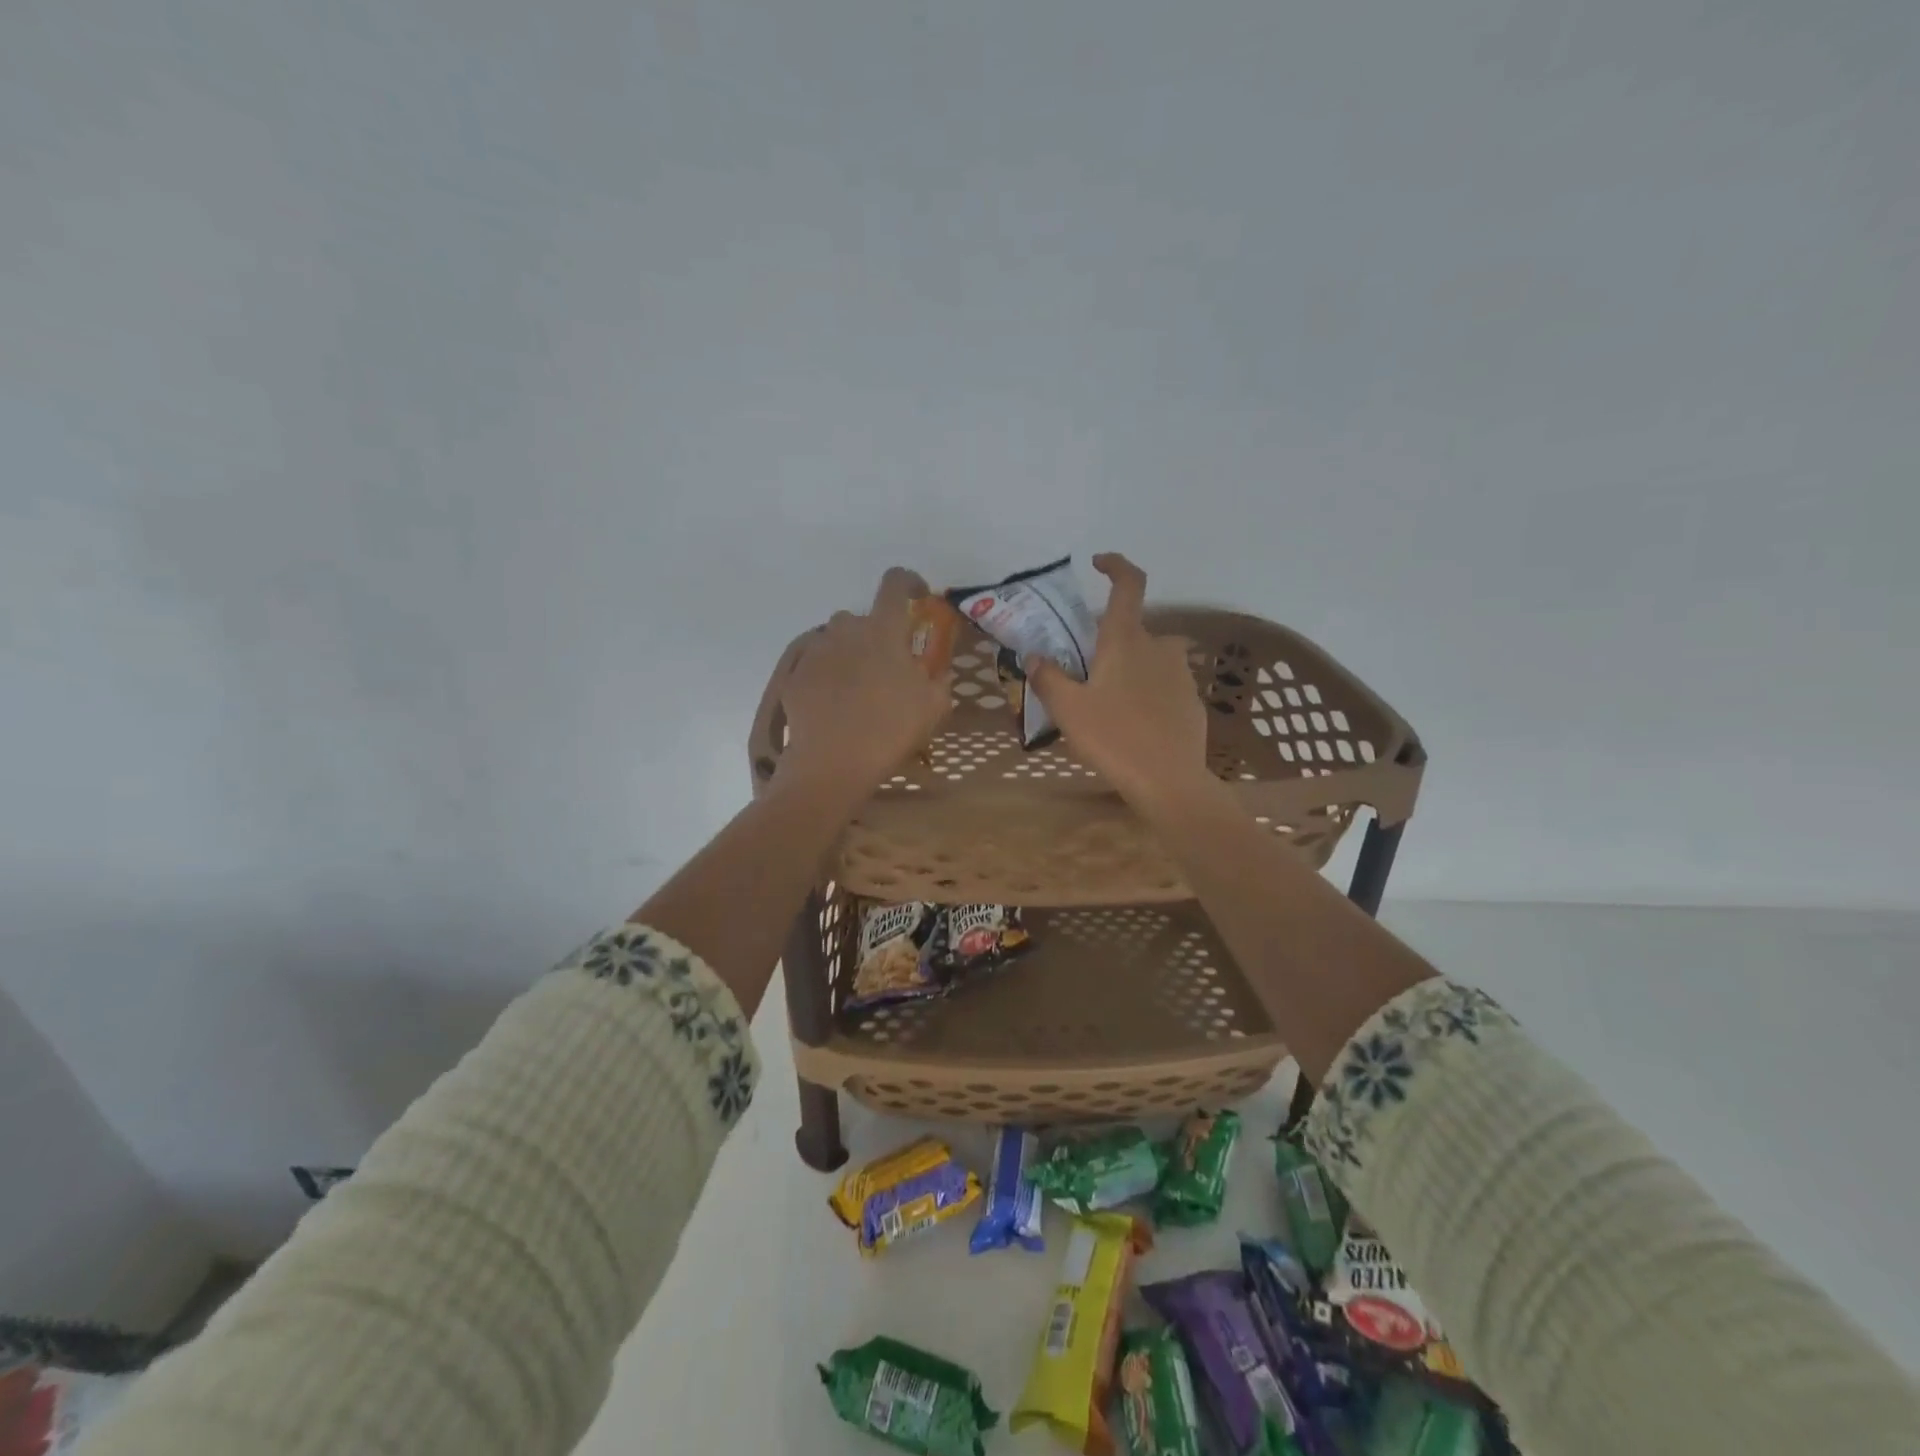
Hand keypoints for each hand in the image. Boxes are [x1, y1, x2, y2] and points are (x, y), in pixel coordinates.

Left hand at [779, 568, 953, 794]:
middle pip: (863, 618)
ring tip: (857, 688)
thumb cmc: (890, 731)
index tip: (916, 596)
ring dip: (849, 653)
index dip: (908, 582)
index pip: (895, 583)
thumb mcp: (933, 707)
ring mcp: (815, 650)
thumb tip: (937, 669)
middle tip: (886, 668)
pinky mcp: (795, 673)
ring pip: (836, 639)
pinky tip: (834, 704)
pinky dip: (827, 675)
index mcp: (883, 630)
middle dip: (876, 635)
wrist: (831, 763)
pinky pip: (815, 663)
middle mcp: (846, 629)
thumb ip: (938, 679)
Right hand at [1028, 553, 1215, 813]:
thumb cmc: (1114, 738)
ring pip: (1150, 658)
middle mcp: (1158, 647)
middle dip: (1110, 642)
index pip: (1129, 584)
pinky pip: (1164, 686)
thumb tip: (1034, 657)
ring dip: (1130, 668)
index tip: (1098, 563)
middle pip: (1133, 630)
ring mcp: (1180, 674)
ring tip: (1108, 701)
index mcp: (1126, 640)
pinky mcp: (1191, 701)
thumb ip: (1048, 678)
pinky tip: (1133, 724)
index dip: (1116, 565)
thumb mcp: (1068, 710)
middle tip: (1086, 671)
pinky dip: (1147, 694)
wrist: (1169, 781)